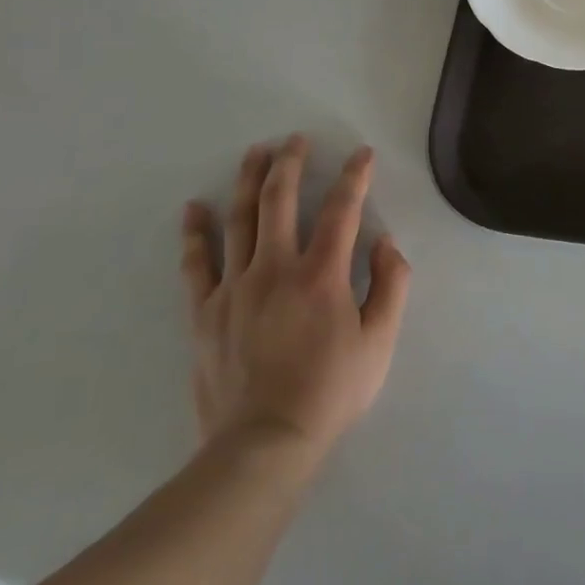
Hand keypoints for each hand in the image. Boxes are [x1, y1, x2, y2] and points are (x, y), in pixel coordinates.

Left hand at [181, 137, 409, 465]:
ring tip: (255, 152)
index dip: (354, 176)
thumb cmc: (331, 391)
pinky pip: (197, 264)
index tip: (361, 153)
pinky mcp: (205, 312)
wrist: (264, 444)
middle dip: (290, 163)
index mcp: (321, 275)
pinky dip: (195, 233)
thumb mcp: (380, 341)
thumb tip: (385, 243)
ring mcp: (234, 288)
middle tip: (295, 140)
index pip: (342, 209)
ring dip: (248, 181)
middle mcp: (275, 269)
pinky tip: (194, 209)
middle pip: (279, 200)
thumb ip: (390, 285)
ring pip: (239, 220)